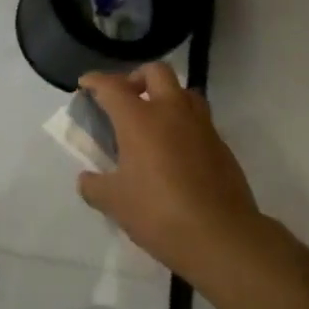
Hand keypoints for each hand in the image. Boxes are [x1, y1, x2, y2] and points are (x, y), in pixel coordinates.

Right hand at [75, 63, 273, 281]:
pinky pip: (200, 121)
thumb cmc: (158, 212)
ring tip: (154, 120)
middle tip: (126, 97)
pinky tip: (175, 150)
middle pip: (156, 72)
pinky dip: (184, 124)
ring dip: (166, 96)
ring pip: (184, 91)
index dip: (95, 81)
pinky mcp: (222, 146)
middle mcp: (171, 112)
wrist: (221, 236)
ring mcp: (201, 127)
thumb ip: (94, 187)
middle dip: (137, 77)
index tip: (86, 83)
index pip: (112, 86)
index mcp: (139, 119)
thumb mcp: (114, 202)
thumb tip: (86, 180)